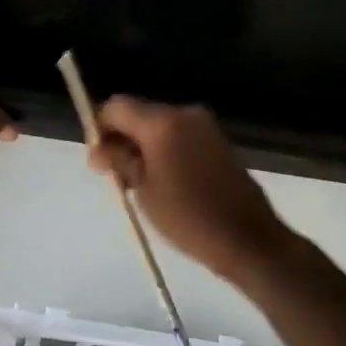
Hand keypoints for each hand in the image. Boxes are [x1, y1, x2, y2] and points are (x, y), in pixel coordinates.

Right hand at [87, 97, 291, 282]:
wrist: (247, 238)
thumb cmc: (188, 218)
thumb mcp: (144, 191)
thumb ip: (119, 161)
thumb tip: (98, 148)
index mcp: (162, 123)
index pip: (117, 106)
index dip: (101, 127)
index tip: (98, 159)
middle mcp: (184, 113)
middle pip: (139, 113)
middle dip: (122, 138)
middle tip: (116, 176)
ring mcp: (204, 125)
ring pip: (159, 125)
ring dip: (143, 145)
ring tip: (140, 183)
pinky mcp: (217, 140)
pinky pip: (179, 135)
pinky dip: (164, 149)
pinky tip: (165, 180)